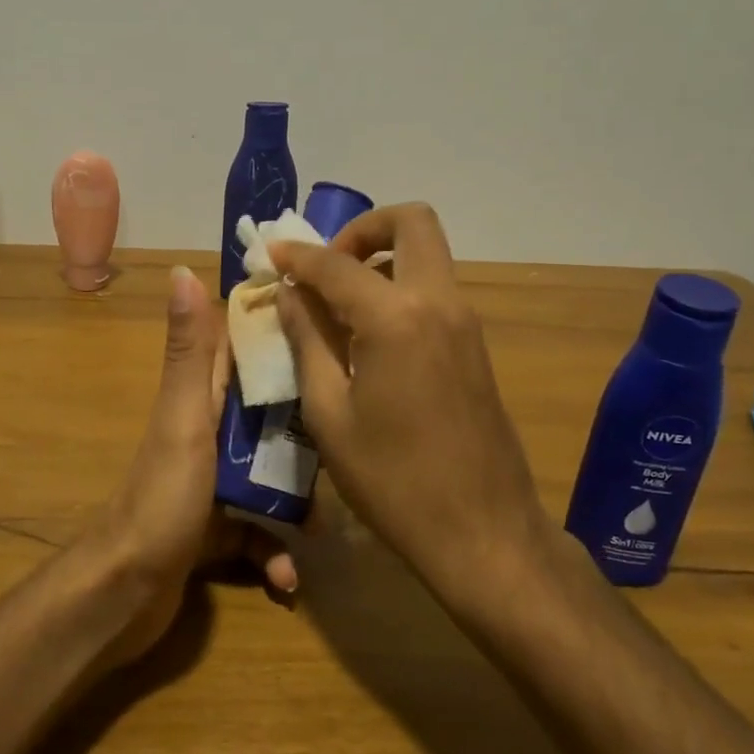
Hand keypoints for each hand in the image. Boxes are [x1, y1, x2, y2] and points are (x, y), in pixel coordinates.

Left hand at [84, 265, 295, 666]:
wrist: (125, 593)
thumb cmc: (162, 500)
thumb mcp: (184, 421)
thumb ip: (189, 354)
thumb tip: (181, 270)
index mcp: (199, 402)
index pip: (240, 352)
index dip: (281, 336)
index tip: (332, 329)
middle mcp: (205, 435)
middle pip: (267, 419)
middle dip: (307, 434)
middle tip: (348, 445)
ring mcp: (210, 484)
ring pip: (268, 479)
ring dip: (297, 503)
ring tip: (324, 525)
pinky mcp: (214, 529)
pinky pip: (257, 534)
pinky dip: (273, 555)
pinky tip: (287, 580)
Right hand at [269, 205, 555, 596]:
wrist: (483, 531)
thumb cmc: (392, 480)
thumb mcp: (329, 414)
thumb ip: (307, 341)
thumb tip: (289, 294)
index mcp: (396, 318)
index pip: (336, 265)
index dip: (297, 256)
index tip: (270, 254)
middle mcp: (438, 302)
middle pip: (411, 222)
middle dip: (361, 229)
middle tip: (325, 269)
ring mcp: (464, 322)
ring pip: (427, 253)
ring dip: (381, 257)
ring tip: (338, 302)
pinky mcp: (474, 344)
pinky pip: (434, 288)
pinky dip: (399, 286)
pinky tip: (368, 334)